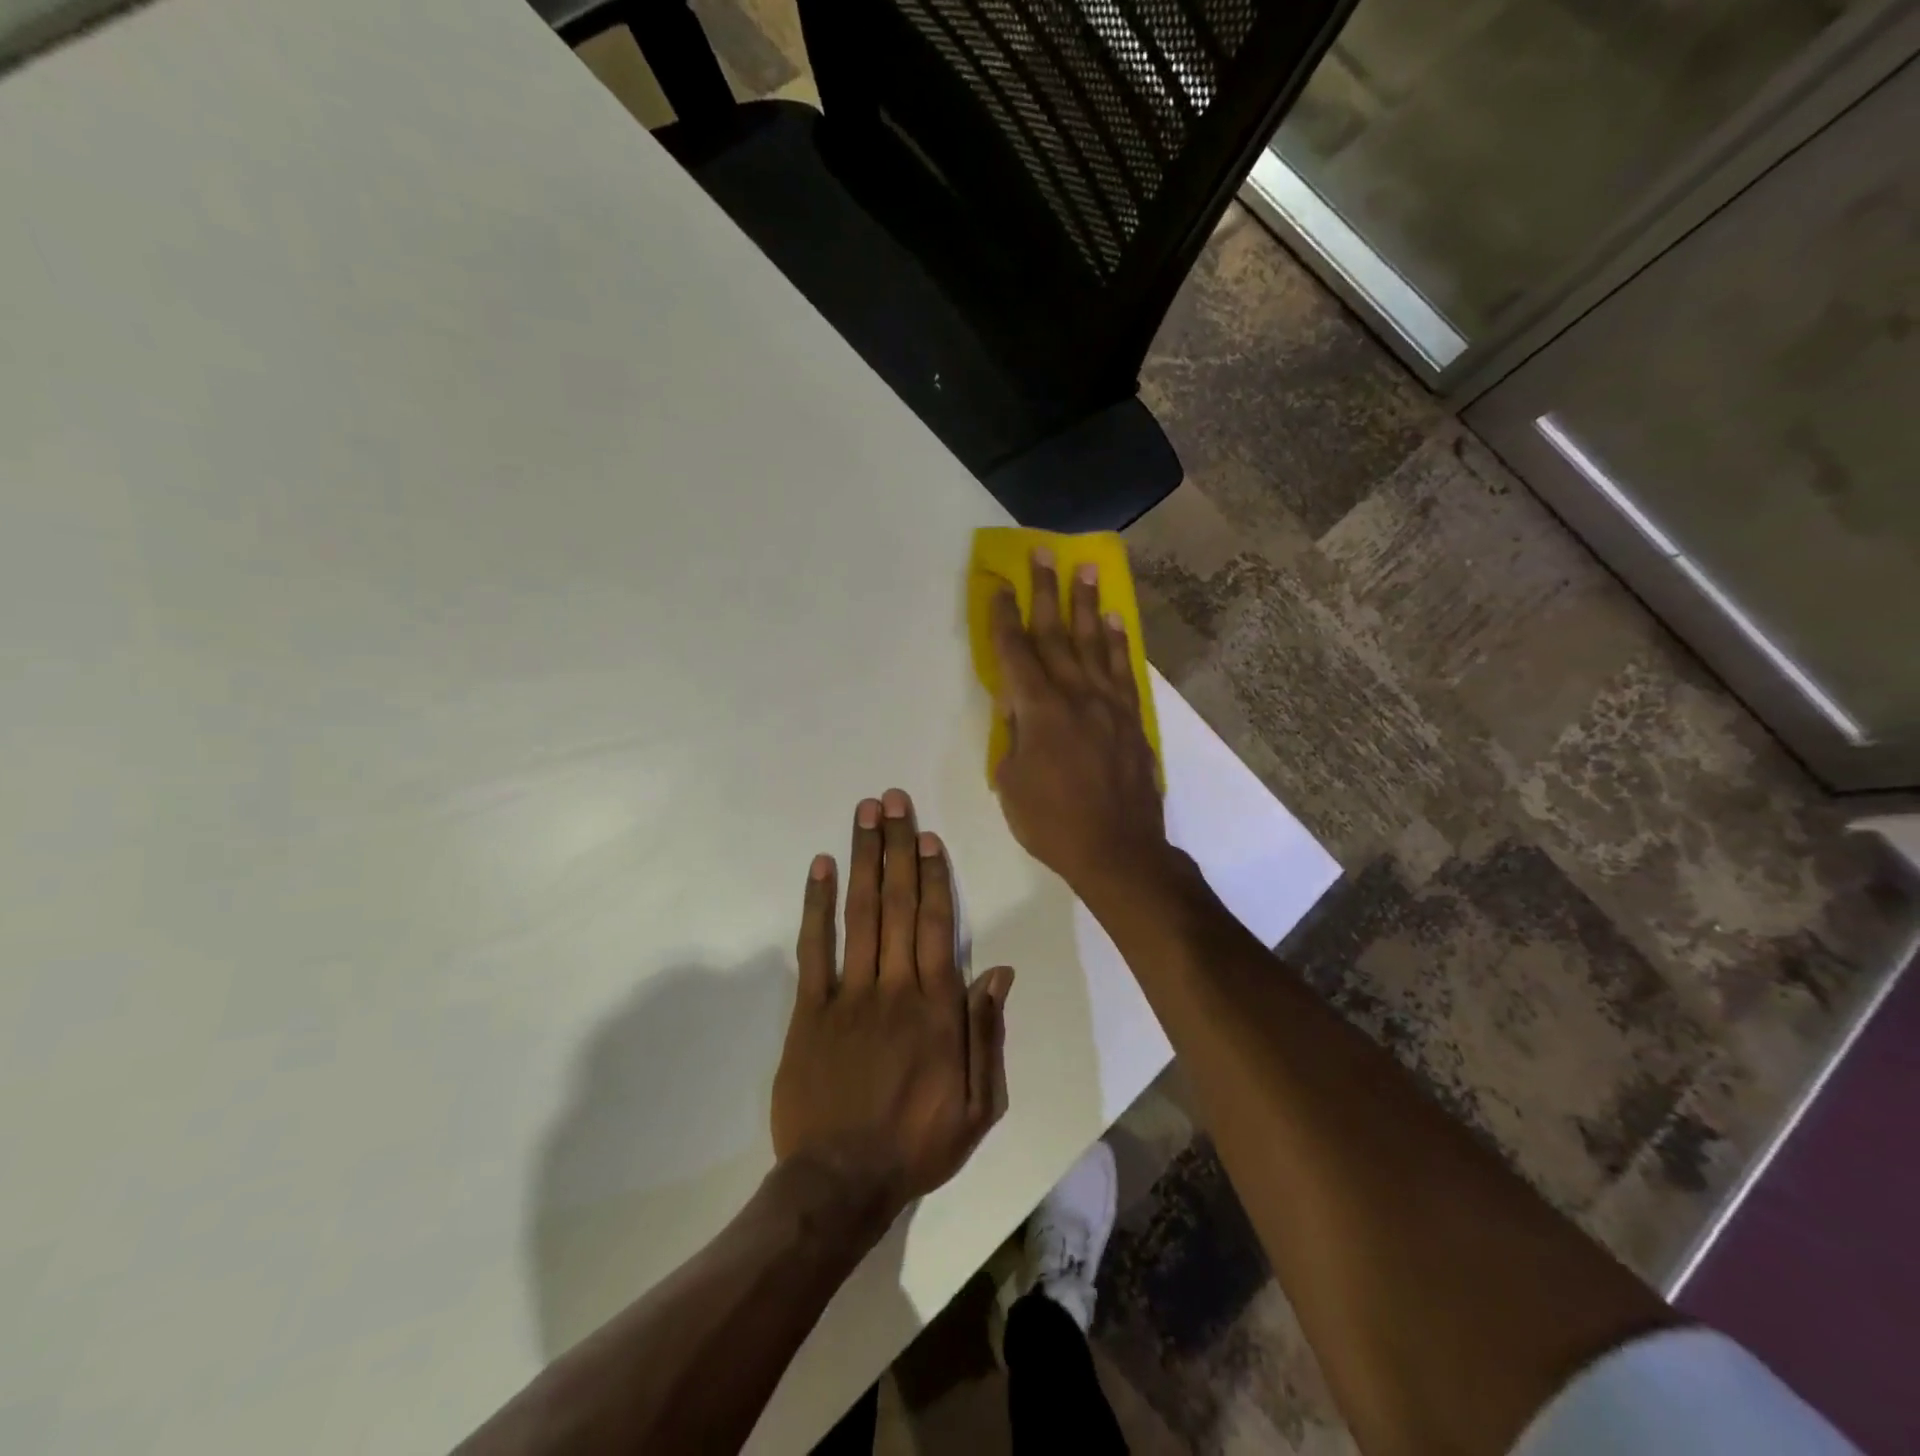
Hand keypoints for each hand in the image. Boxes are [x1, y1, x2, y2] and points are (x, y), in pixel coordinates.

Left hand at [771, 790, 1013, 1231]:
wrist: (840, 1183)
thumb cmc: (916, 1143)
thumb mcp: (977, 1105)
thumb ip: (986, 1033)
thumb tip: (997, 971)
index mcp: (936, 1007)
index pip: (936, 925)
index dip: (933, 876)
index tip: (929, 836)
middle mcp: (894, 987)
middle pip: (897, 904)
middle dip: (897, 847)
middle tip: (894, 800)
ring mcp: (848, 994)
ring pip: (859, 914)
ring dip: (863, 859)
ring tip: (865, 815)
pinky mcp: (809, 1009)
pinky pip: (814, 948)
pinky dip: (816, 905)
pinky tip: (820, 867)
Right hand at [988, 548, 1172, 903]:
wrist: (1118, 850)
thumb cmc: (1052, 822)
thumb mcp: (1011, 782)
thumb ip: (1013, 736)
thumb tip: (1016, 706)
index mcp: (1038, 710)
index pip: (1015, 651)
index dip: (1002, 616)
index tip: (997, 583)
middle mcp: (1074, 694)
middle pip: (1055, 632)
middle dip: (1044, 590)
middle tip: (1041, 552)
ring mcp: (1108, 703)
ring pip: (1093, 642)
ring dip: (1086, 603)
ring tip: (1084, 568)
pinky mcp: (1131, 718)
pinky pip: (1122, 669)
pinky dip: (1117, 642)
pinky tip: (1114, 620)